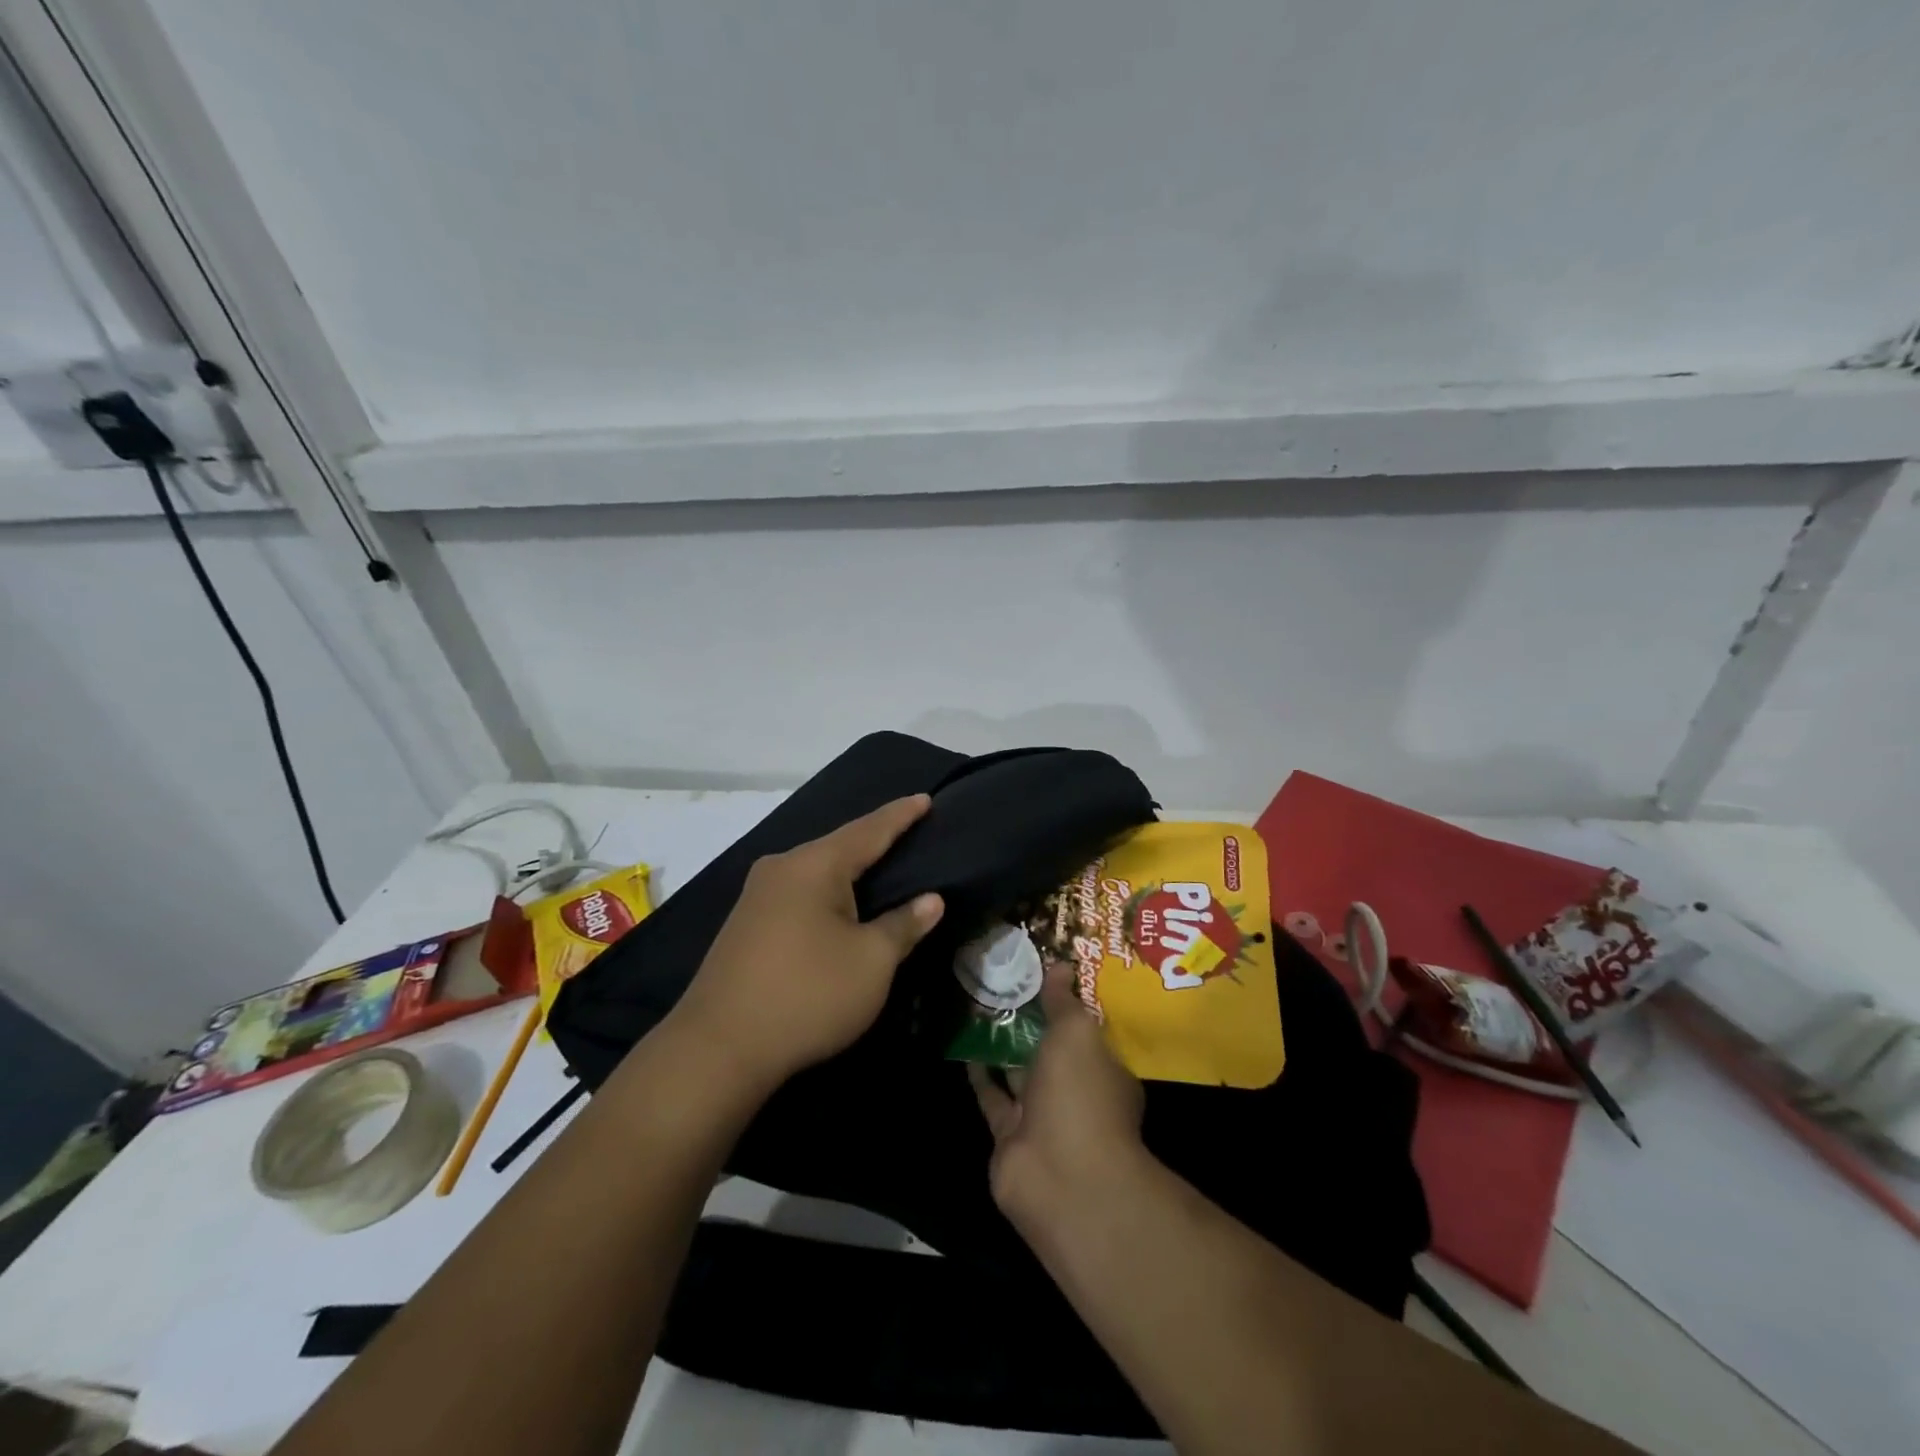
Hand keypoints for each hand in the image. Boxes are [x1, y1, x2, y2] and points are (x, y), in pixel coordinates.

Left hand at [669, 795, 944, 1096]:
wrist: (717, 1049)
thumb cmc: (807, 995)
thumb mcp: (871, 962)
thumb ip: (904, 925)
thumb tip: (931, 900)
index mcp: (814, 865)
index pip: (869, 831)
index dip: (901, 816)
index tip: (925, 798)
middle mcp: (781, 868)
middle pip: (839, 847)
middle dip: (874, 841)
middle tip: (909, 833)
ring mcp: (757, 896)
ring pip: (816, 872)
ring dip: (849, 871)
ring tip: (881, 866)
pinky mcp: (746, 924)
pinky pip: (799, 893)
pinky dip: (827, 894)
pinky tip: (839, 904)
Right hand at [969, 962, 1146, 1234]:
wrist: (1059, 1177)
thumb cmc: (1081, 1095)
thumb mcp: (1076, 1033)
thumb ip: (1064, 1001)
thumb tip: (1061, 965)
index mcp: (1105, 1070)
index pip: (1087, 1031)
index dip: (1067, 1004)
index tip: (1044, 974)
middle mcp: (1077, 1094)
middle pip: (1052, 1052)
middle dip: (1032, 1023)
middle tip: (1004, 984)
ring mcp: (1044, 1119)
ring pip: (1021, 1073)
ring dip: (1003, 1046)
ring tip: (980, 1007)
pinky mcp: (1010, 1136)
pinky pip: (994, 1097)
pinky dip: (981, 1075)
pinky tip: (966, 1046)